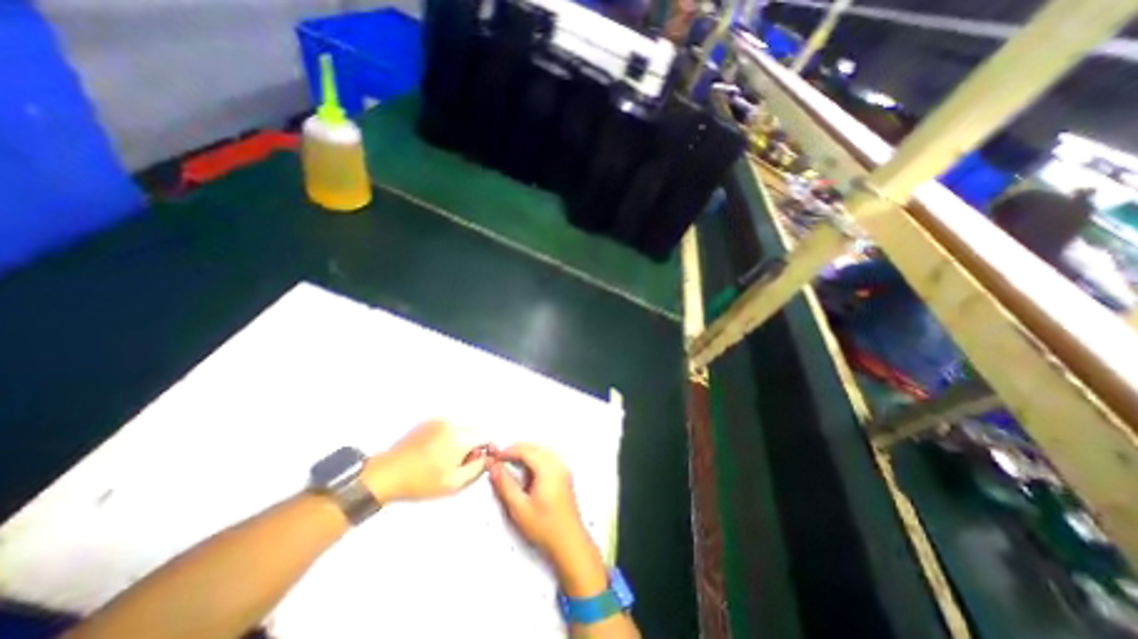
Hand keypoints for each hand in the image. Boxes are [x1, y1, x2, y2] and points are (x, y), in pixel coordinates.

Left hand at [365, 419, 487, 502]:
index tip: (476, 461)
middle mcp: (452, 425)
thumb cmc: (420, 482)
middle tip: (459, 463)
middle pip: (475, 430)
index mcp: (460, 439)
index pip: (486, 436)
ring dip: (461, 439)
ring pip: (462, 428)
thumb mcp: (453, 484)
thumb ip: (477, 470)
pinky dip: (449, 436)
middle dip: (473, 444)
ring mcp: (440, 421)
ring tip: (444, 457)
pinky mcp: (429, 421)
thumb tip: (488, 458)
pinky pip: (449, 426)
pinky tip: (435, 450)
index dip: (485, 449)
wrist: (386, 474)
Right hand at [491, 443, 608, 598]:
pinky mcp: (564, 475)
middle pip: (534, 448)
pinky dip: (534, 460)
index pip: (525, 450)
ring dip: (525, 454)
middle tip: (499, 460)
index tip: (493, 456)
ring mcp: (563, 469)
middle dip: (516, 451)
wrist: (570, 543)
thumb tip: (493, 466)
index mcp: (548, 469)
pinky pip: (547, 458)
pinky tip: (525, 473)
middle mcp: (558, 464)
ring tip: (509, 465)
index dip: (508, 451)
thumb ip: (504, 484)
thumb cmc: (544, 527)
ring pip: (541, 452)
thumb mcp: (519, 507)